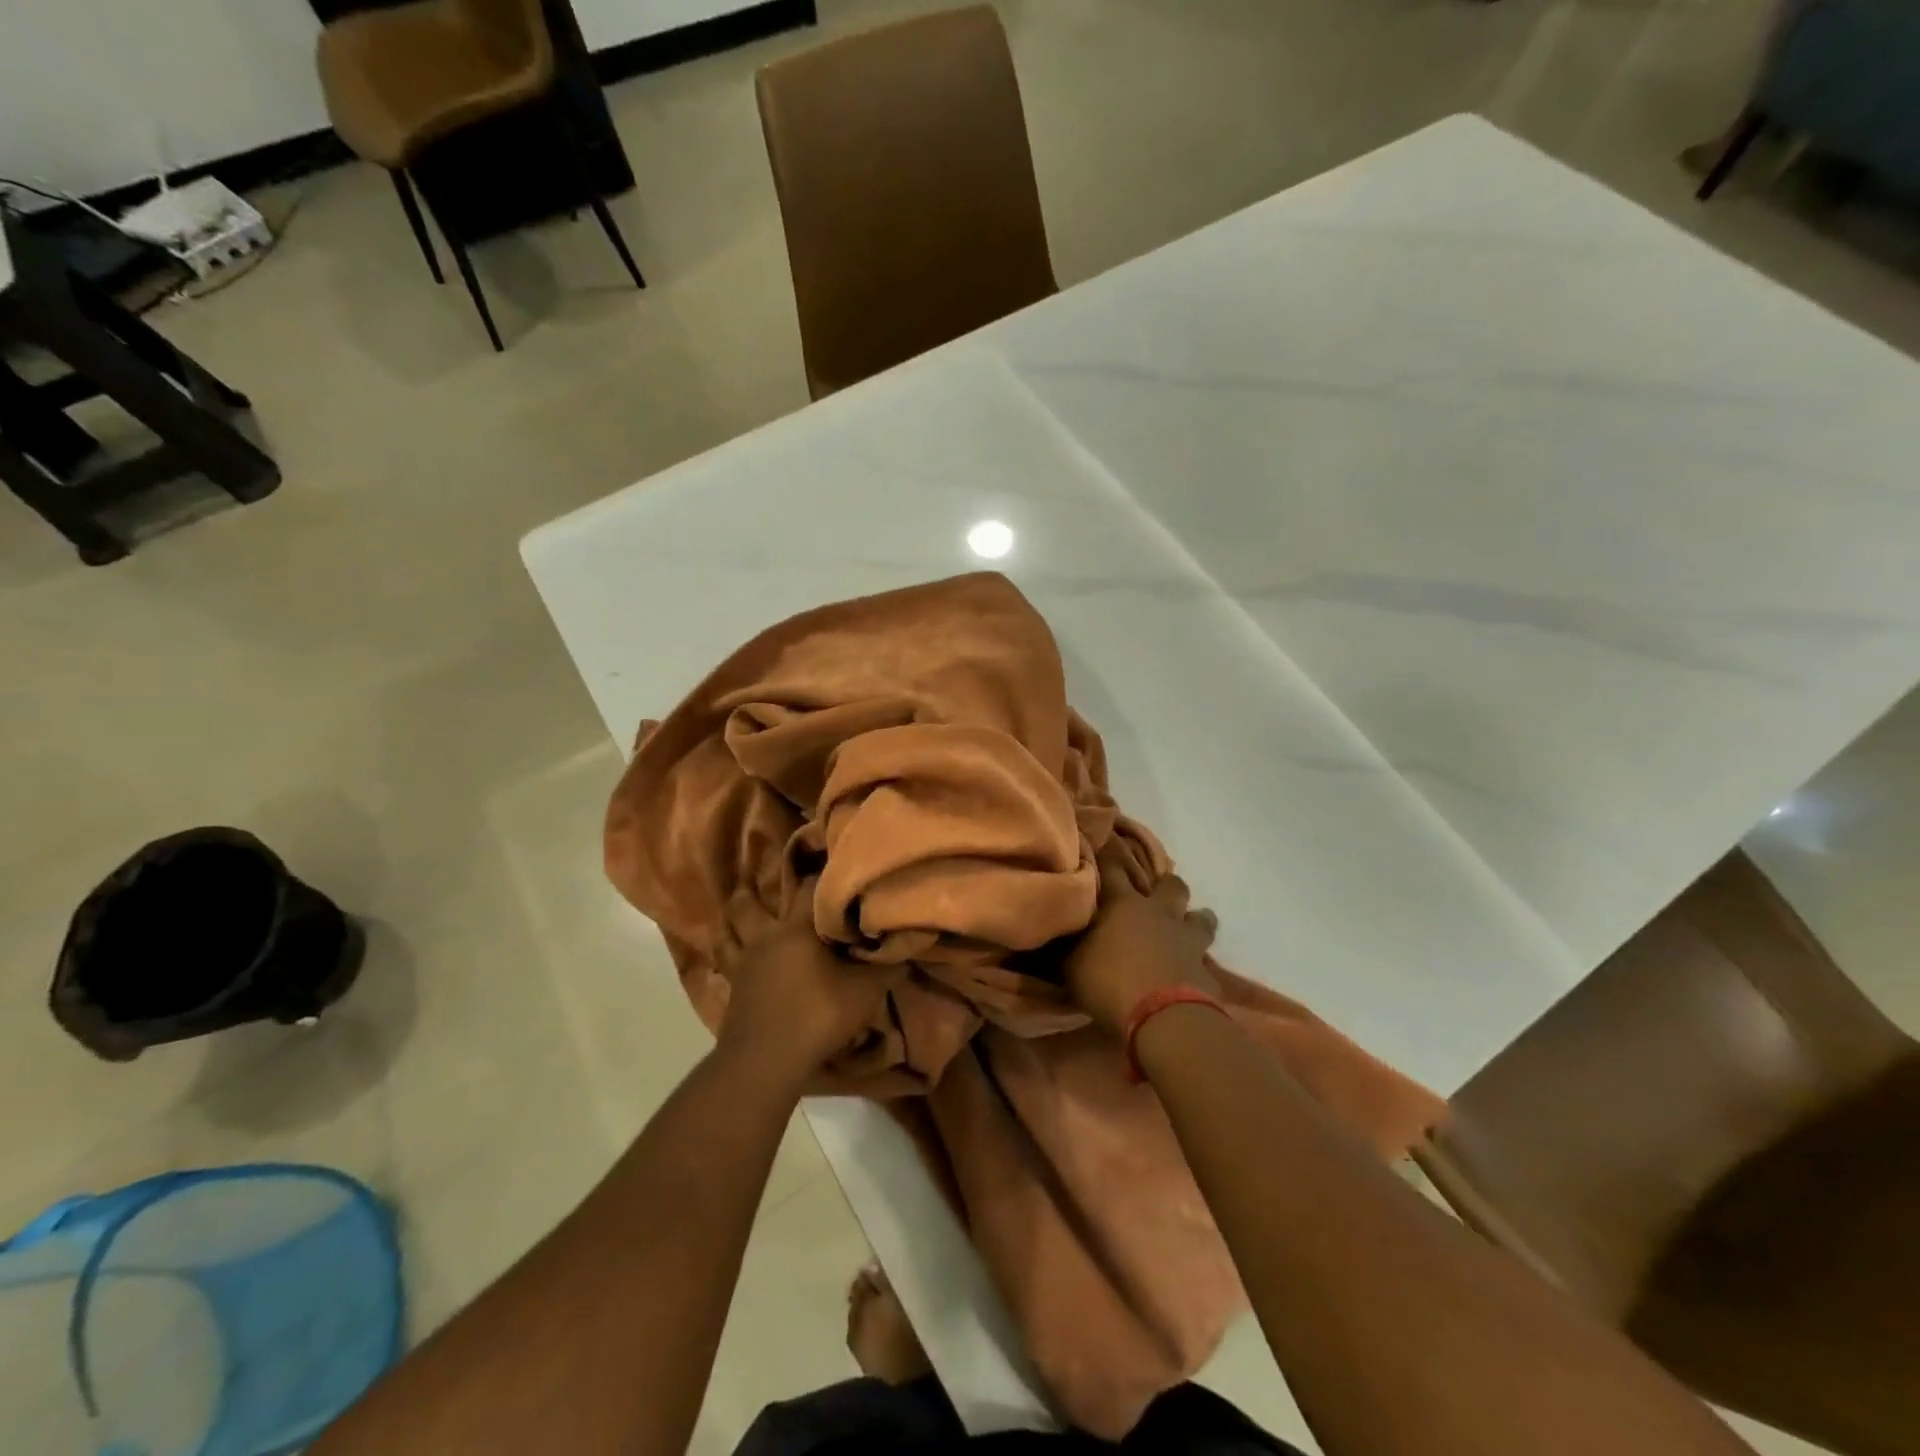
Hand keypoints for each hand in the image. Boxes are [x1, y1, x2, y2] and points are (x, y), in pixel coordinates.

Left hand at [718, 882, 902, 1086]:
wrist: (766, 1061)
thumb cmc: (818, 1015)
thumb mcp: (865, 992)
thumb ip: (887, 967)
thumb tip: (909, 946)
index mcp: (798, 927)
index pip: (810, 885)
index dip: (821, 873)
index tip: (830, 864)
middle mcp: (767, 935)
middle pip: (751, 900)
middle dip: (760, 888)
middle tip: (774, 879)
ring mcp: (744, 959)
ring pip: (730, 926)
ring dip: (737, 914)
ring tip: (745, 902)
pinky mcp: (732, 985)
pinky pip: (725, 955)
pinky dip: (727, 943)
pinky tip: (732, 942)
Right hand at [1063, 846, 1218, 1038]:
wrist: (1163, 1018)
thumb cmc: (1109, 982)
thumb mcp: (1072, 965)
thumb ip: (1068, 945)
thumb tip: (1057, 933)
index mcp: (1123, 904)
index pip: (1113, 869)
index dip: (1108, 858)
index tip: (1104, 851)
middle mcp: (1159, 913)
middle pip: (1171, 885)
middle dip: (1165, 885)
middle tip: (1155, 894)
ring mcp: (1188, 940)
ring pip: (1201, 917)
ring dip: (1194, 920)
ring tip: (1184, 929)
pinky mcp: (1206, 970)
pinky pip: (1205, 960)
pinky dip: (1198, 964)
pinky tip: (1191, 972)